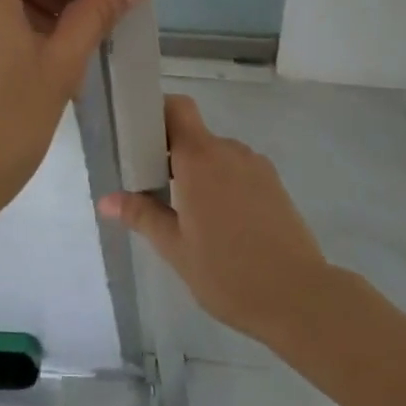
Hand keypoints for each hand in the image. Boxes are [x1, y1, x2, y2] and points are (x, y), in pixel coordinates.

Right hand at [100, 93, 334, 346]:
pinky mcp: (275, 185)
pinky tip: (222, 226)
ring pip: (217, 156)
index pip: (177, 108)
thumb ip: (142, 215)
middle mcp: (229, 151)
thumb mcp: (175, 248)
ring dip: (199, 174)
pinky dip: (224, 186)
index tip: (139, 138)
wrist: (300, 297)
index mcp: (200, 157)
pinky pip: (239, 172)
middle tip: (154, 190)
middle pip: (194, 135)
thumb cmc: (227, 272)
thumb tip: (106, 200)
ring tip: (189, 216)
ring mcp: (256, 166)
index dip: (157, 112)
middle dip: (172, 155)